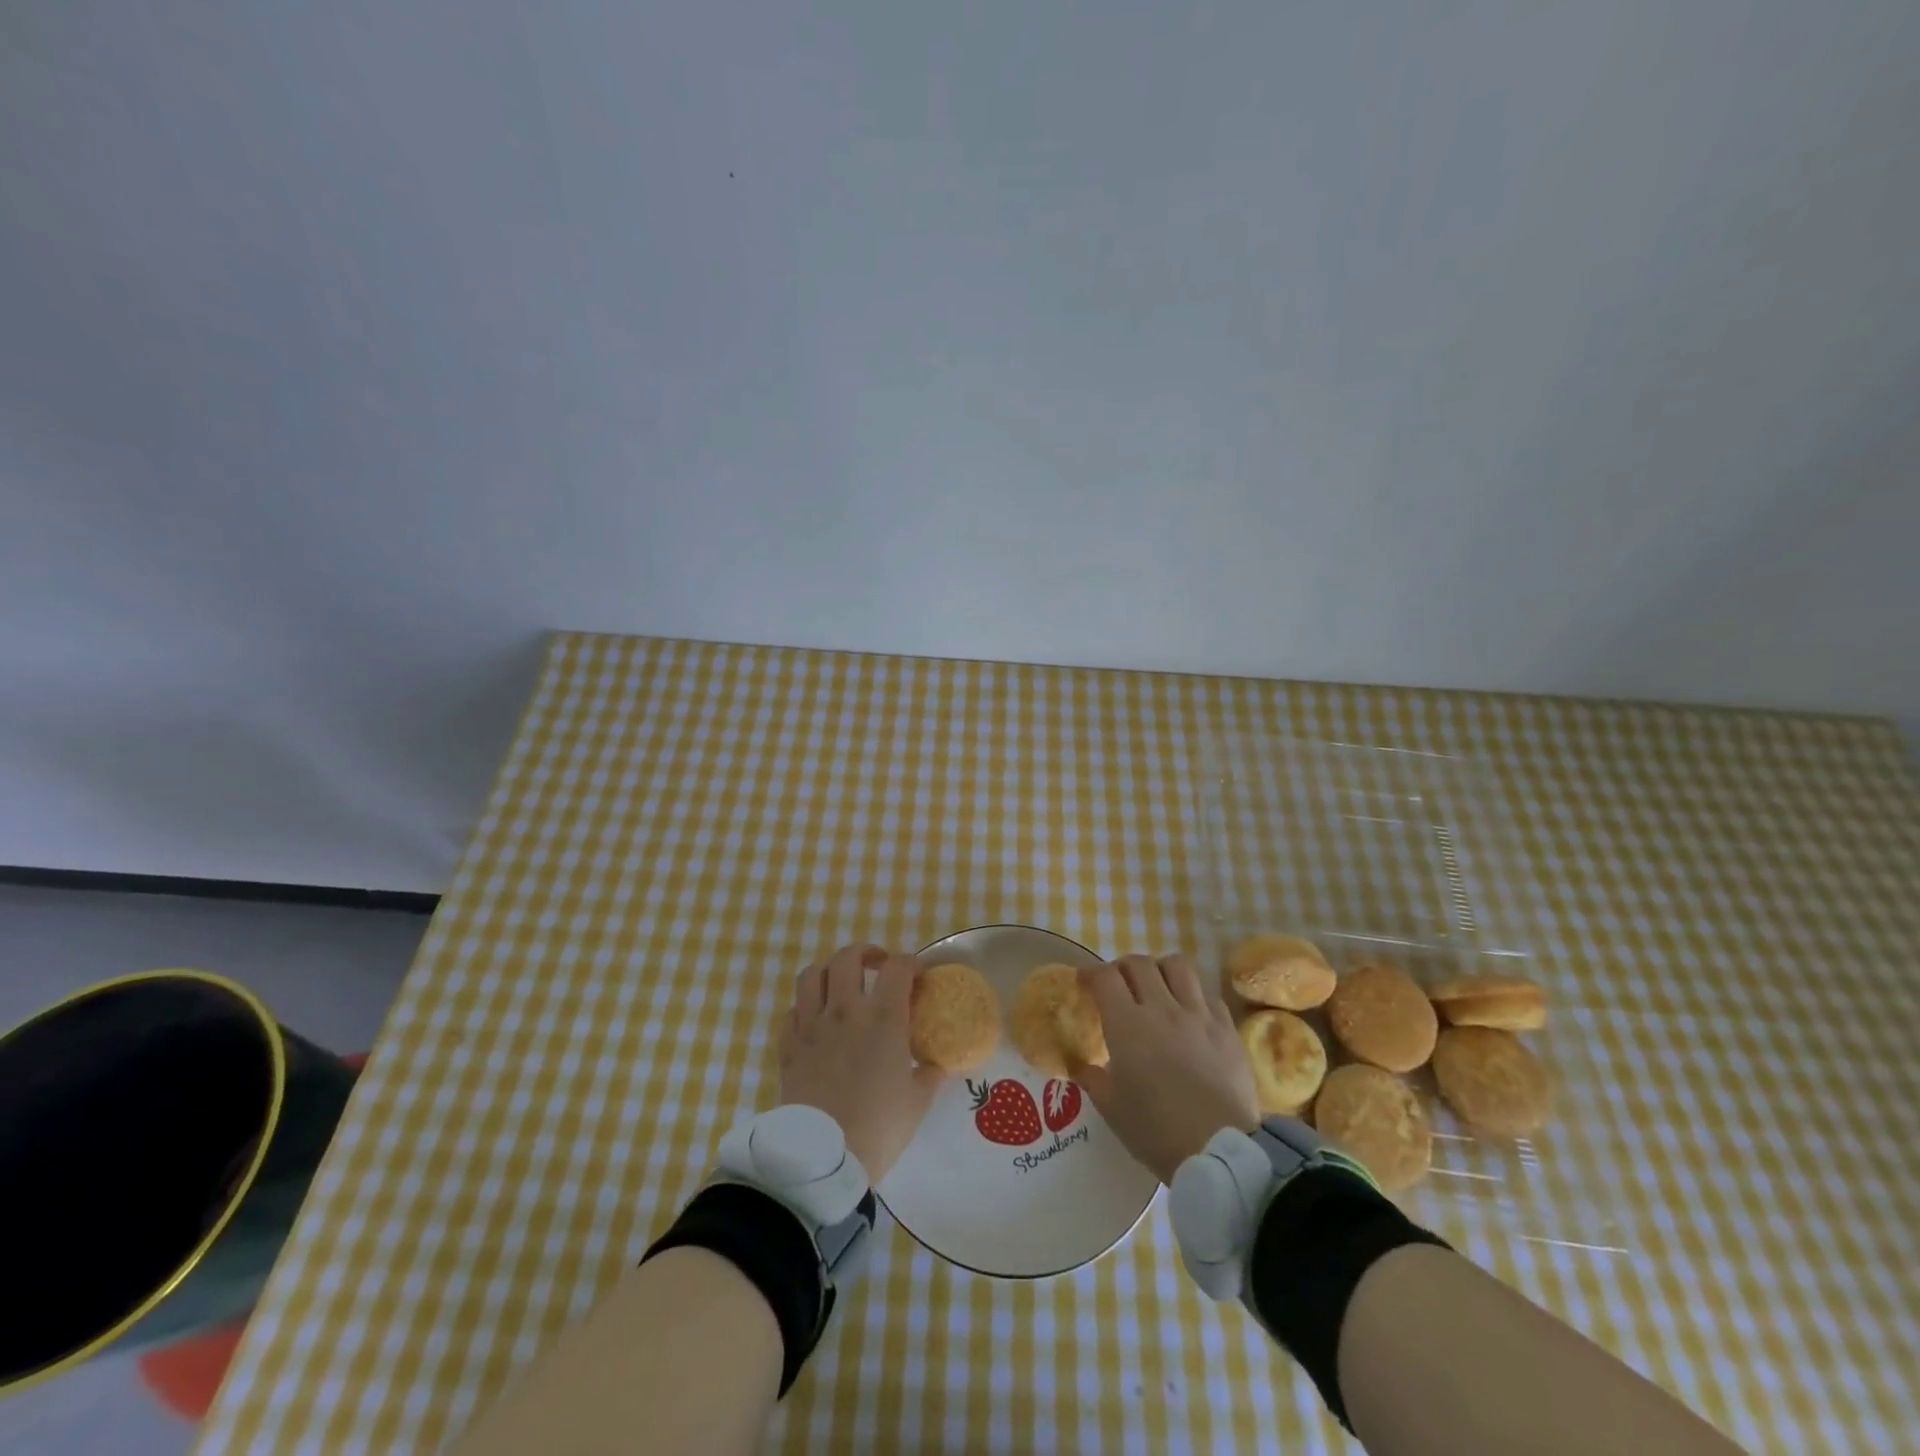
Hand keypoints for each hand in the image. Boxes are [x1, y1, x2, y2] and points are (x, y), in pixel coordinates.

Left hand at [780, 943, 944, 1183]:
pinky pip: (792, 1011)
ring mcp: (812, 1026)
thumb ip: (929, 1075)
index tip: (919, 977)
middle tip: (877, 966)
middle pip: (848, 957)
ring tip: (840, 985)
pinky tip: (816, 1022)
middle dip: (865, 953)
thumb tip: (936, 1065)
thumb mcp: (917, 1102)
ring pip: (811, 975)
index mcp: (883, 1017)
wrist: (824, 1158)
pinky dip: (804, 1008)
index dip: (911, 964)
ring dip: (828, 972)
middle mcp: (845, 1010)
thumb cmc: (879, 1127)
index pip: (898, 968)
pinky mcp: (788, 1047)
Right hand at [1074, 954, 1259, 1184]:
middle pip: (1139, 962)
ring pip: (1177, 965)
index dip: (1090, 973)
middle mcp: (1162, 1008)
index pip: (1105, 977)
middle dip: (1123, 968)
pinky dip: (1193, 995)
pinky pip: (1207, 993)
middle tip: (1119, 986)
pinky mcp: (1227, 1027)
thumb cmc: (1156, 1131)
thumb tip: (1079, 1065)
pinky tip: (1190, 1013)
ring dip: (1160, 970)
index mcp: (1127, 1024)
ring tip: (1157, 988)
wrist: (1220, 1152)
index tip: (1085, 983)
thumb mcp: (1111, 1109)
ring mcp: (1198, 1014)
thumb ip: (1092, 1078)